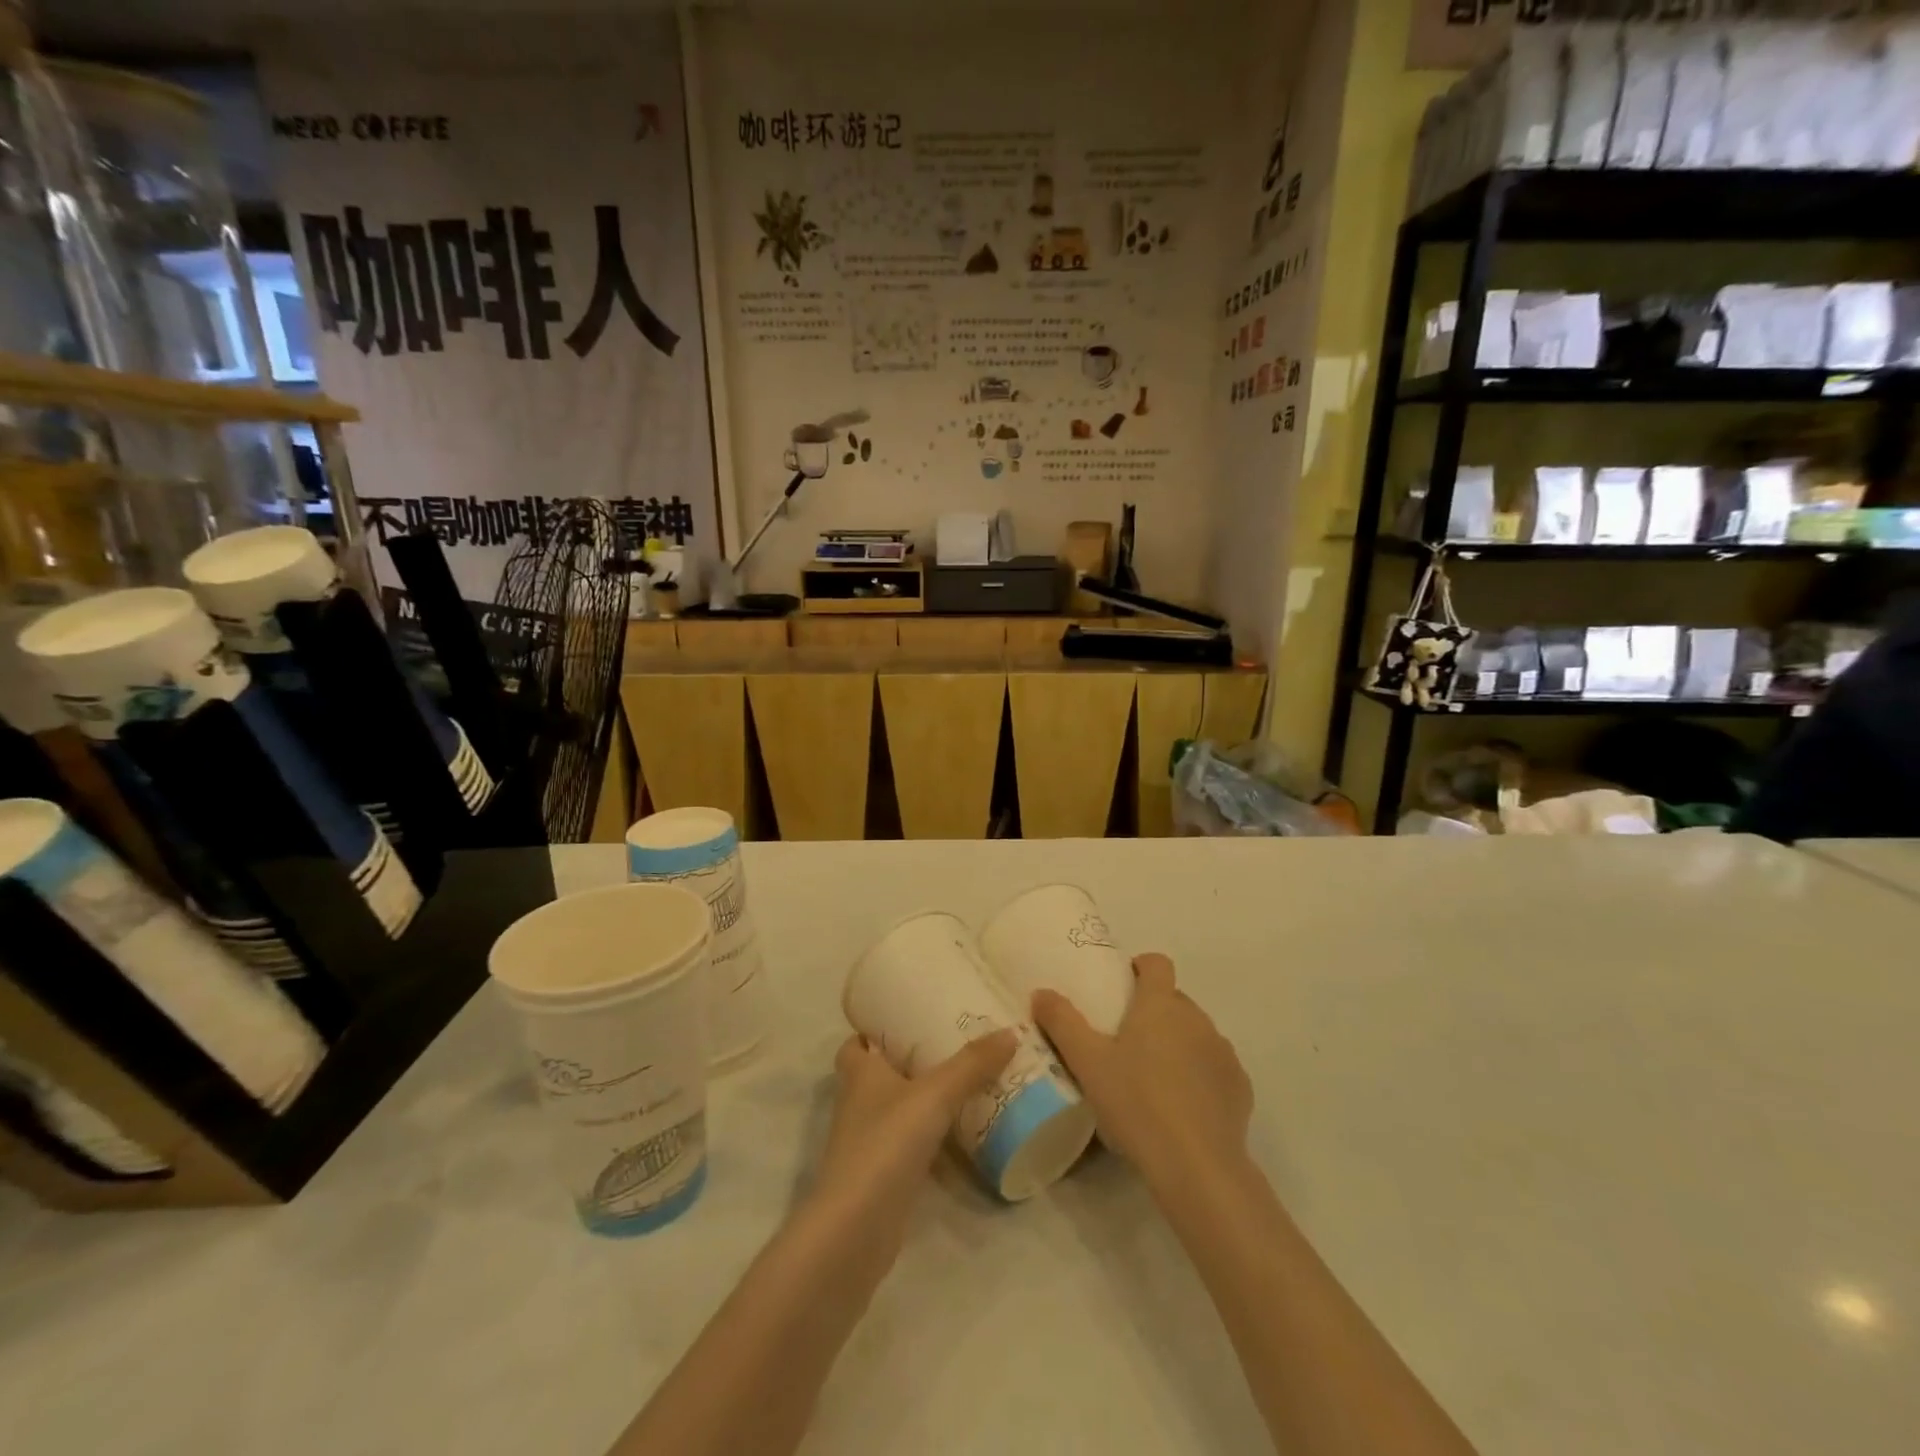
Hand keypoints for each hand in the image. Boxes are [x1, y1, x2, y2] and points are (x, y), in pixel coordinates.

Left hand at [811, 1029, 1016, 1249]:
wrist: (855, 1230)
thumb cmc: (885, 1144)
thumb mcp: (934, 1095)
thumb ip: (971, 1064)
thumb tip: (1010, 1031)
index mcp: (859, 1073)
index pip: (857, 1041)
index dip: (876, 1029)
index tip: (912, 1016)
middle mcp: (859, 1102)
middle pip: (881, 1072)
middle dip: (912, 1060)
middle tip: (953, 1044)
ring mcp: (869, 1142)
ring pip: (897, 1108)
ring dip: (924, 1098)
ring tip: (967, 1080)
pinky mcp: (884, 1175)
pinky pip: (911, 1143)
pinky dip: (932, 1135)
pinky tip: (964, 1130)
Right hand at [1033, 954, 1251, 1190]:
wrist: (1197, 1166)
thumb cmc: (1136, 1103)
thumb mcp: (1087, 1063)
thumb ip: (1062, 1022)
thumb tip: (1041, 993)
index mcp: (1160, 1005)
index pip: (1157, 963)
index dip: (1141, 968)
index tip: (1123, 986)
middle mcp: (1197, 1018)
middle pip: (1175, 999)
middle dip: (1154, 1011)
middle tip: (1127, 1041)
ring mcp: (1222, 1052)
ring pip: (1196, 1033)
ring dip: (1178, 1043)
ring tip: (1154, 1077)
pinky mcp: (1240, 1086)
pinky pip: (1215, 1067)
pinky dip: (1200, 1075)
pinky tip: (1183, 1106)